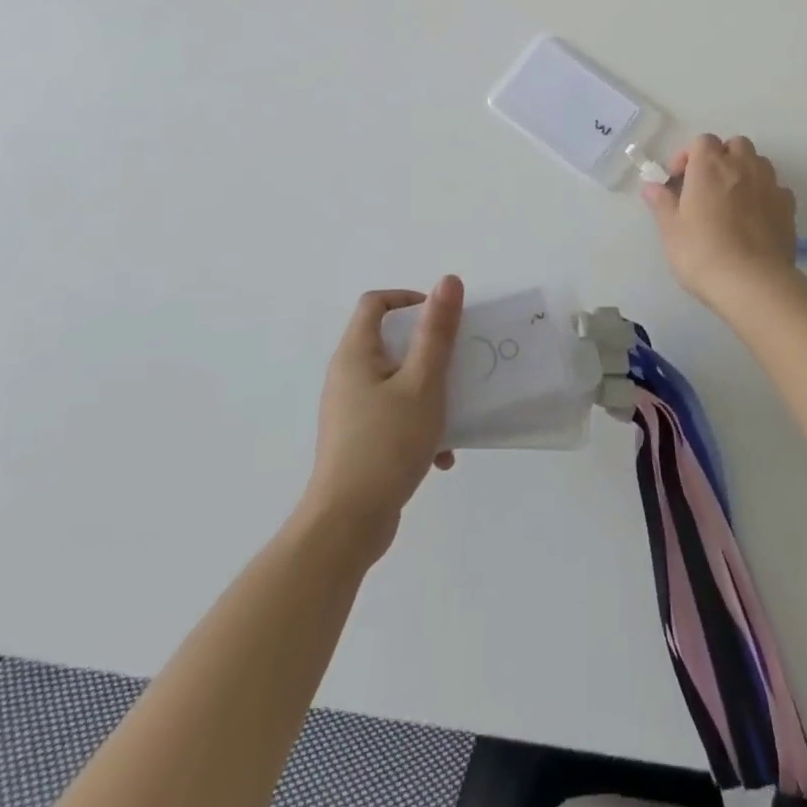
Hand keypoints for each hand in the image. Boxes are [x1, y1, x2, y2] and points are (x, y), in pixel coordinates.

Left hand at [302, 277, 462, 557]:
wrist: (347, 525)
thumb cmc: (386, 444)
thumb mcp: (423, 383)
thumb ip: (437, 333)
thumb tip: (447, 281)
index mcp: (355, 354)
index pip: (376, 303)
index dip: (410, 299)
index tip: (443, 319)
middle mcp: (347, 376)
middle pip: (391, 342)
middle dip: (430, 350)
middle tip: (459, 361)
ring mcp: (350, 410)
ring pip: (397, 382)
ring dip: (429, 392)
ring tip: (455, 413)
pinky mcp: (358, 440)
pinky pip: (394, 416)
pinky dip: (419, 424)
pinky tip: (442, 456)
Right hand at [644, 135, 797, 307]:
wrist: (752, 282)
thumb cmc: (702, 252)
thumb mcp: (671, 229)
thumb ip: (661, 202)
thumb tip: (651, 185)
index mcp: (710, 166)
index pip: (702, 141)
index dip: (688, 155)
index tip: (679, 180)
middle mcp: (743, 166)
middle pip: (735, 145)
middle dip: (722, 157)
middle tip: (707, 185)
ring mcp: (770, 184)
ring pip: (759, 163)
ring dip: (745, 172)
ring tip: (732, 200)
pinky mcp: (788, 207)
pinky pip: (776, 188)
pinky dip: (765, 194)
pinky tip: (755, 218)